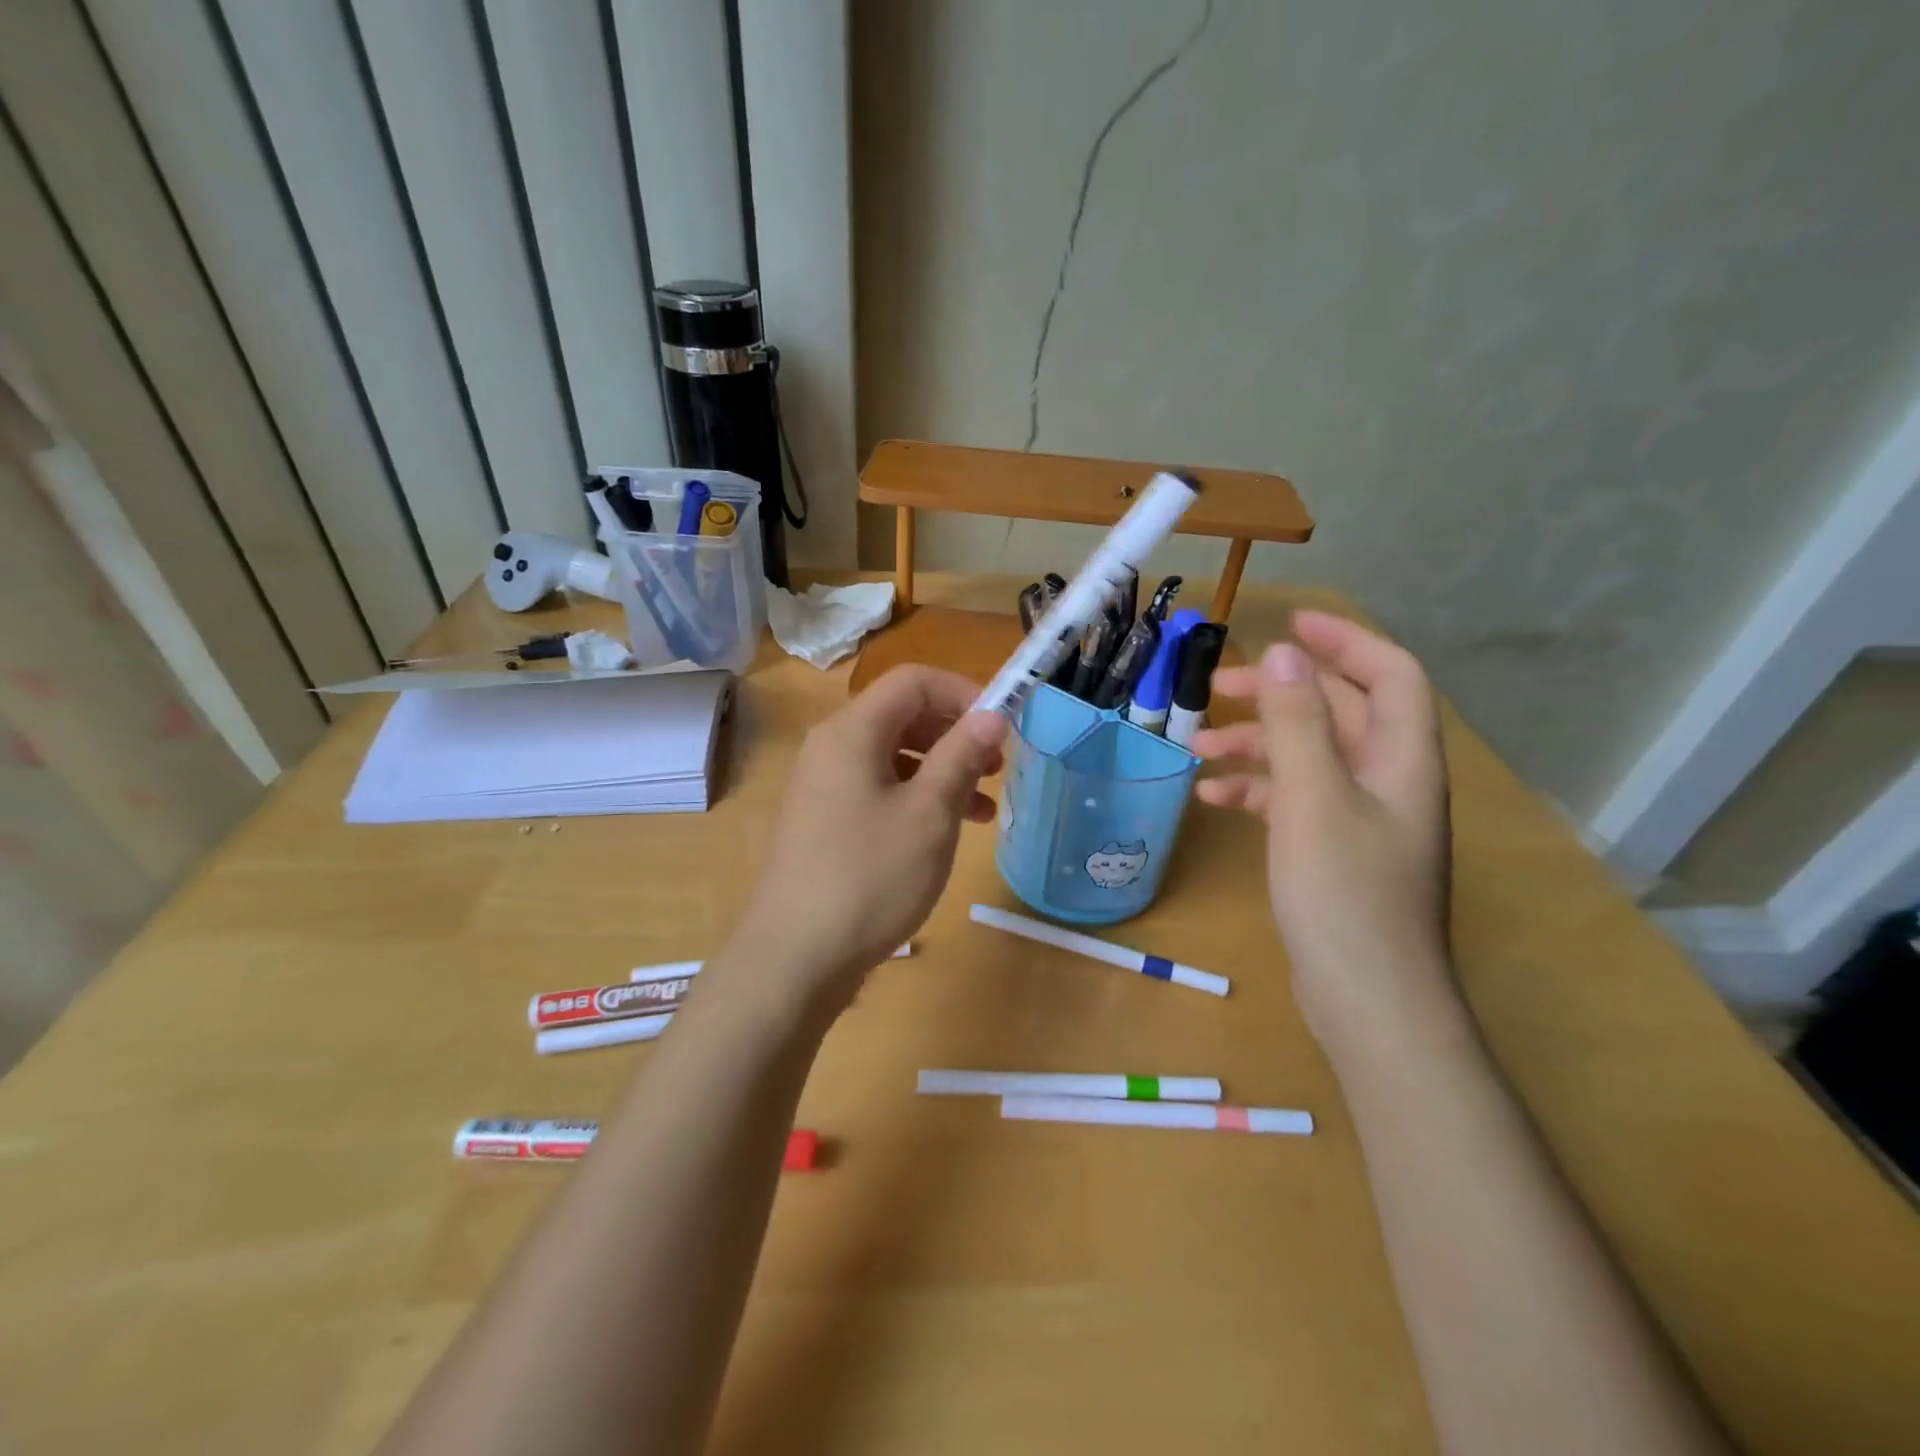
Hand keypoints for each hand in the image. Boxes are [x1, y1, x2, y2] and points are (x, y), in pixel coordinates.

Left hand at [729, 665, 1006, 1019]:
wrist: (795, 958)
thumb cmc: (870, 877)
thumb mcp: (929, 813)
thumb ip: (961, 755)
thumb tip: (992, 714)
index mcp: (852, 731)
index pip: (913, 681)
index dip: (963, 692)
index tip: (1002, 726)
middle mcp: (831, 748)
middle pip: (902, 715)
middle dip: (955, 733)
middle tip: (998, 766)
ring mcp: (824, 786)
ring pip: (893, 756)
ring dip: (942, 770)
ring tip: (984, 806)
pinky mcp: (824, 821)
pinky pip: (878, 789)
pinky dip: (917, 798)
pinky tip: (946, 831)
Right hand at [1191, 611, 1453, 1043]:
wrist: (1369, 1000)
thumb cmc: (1345, 893)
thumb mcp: (1313, 799)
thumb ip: (1298, 724)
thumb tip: (1283, 654)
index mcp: (1401, 759)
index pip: (1389, 675)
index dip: (1345, 641)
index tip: (1289, 624)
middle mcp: (1388, 780)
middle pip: (1338, 713)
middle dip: (1280, 695)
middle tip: (1218, 689)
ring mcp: (1362, 818)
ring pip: (1309, 757)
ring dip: (1257, 745)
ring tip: (1198, 746)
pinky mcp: (1335, 851)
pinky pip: (1296, 800)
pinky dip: (1257, 790)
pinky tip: (1213, 796)